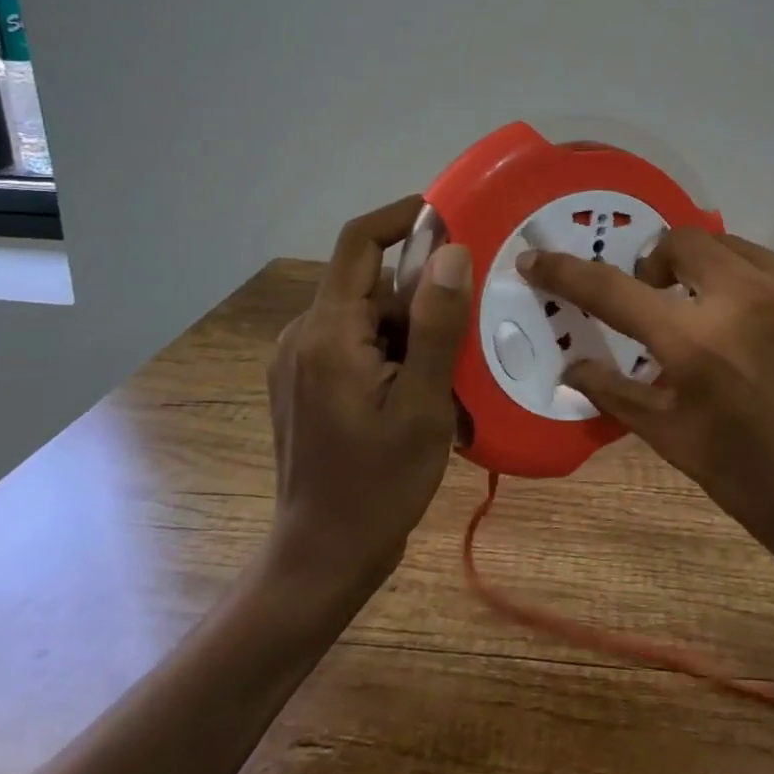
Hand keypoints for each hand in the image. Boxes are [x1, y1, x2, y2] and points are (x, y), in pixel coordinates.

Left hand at [266, 196, 472, 597]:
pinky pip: (358, 341)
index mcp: (328, 332)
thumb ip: (436, 325)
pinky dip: (395, 348)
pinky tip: (424, 387)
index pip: (360, 241)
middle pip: (370, 280)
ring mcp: (300, 359)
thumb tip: (451, 251)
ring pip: (369, 313)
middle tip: (473, 316)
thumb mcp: (423, 405)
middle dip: (423, 290)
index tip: (455, 218)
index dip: (404, 215)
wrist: (322, 557)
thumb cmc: (378, 485)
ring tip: (454, 365)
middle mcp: (304, 334)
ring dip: (413, 325)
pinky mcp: (306, 381)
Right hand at [518, 228, 773, 642]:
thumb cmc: (759, 487)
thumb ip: (616, 393)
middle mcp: (748, 297)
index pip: (611, 290)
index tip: (537, 256)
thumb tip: (570, 368)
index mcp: (697, 343)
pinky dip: (760, 291)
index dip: (565, 271)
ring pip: (733, 247)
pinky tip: (773, 335)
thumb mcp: (675, 442)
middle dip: (657, 263)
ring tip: (717, 316)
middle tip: (658, 299)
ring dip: (709, 272)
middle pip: (680, 240)